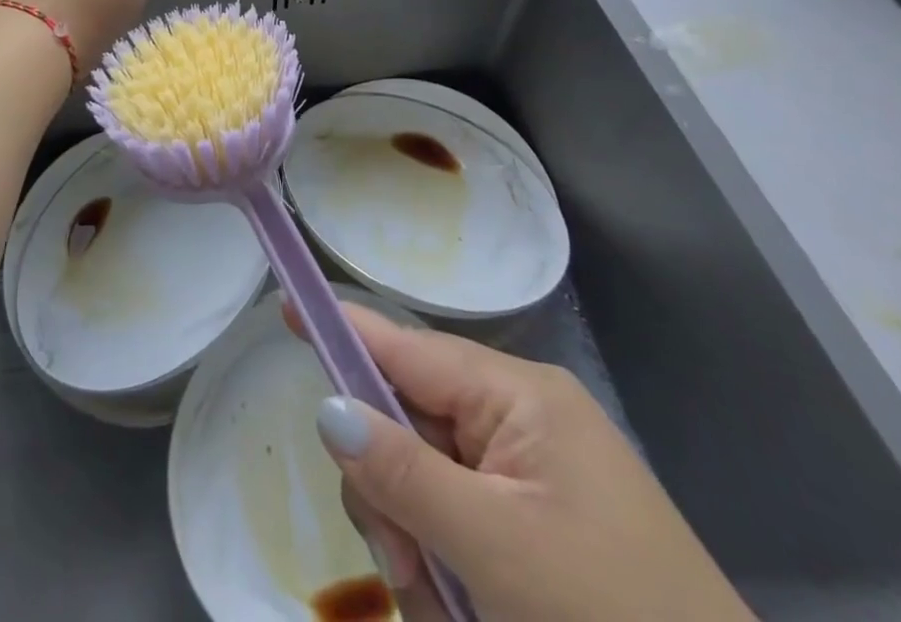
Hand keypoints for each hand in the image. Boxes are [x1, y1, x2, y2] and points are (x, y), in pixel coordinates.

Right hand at [309, 306, 753, 621]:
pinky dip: (447, 573)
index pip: (406, 346)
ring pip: (424, 485)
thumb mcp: (498, 550)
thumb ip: (404, 474)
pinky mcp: (534, 531)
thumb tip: (328, 408)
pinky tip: (467, 616)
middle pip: (406, 424)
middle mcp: (518, 421)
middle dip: (390, 496)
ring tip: (450, 613)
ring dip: (417, 549)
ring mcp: (526, 478)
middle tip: (408, 573)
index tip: (286, 309)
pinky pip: (456, 526)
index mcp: (517, 396)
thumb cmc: (614, 618)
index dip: (343, 330)